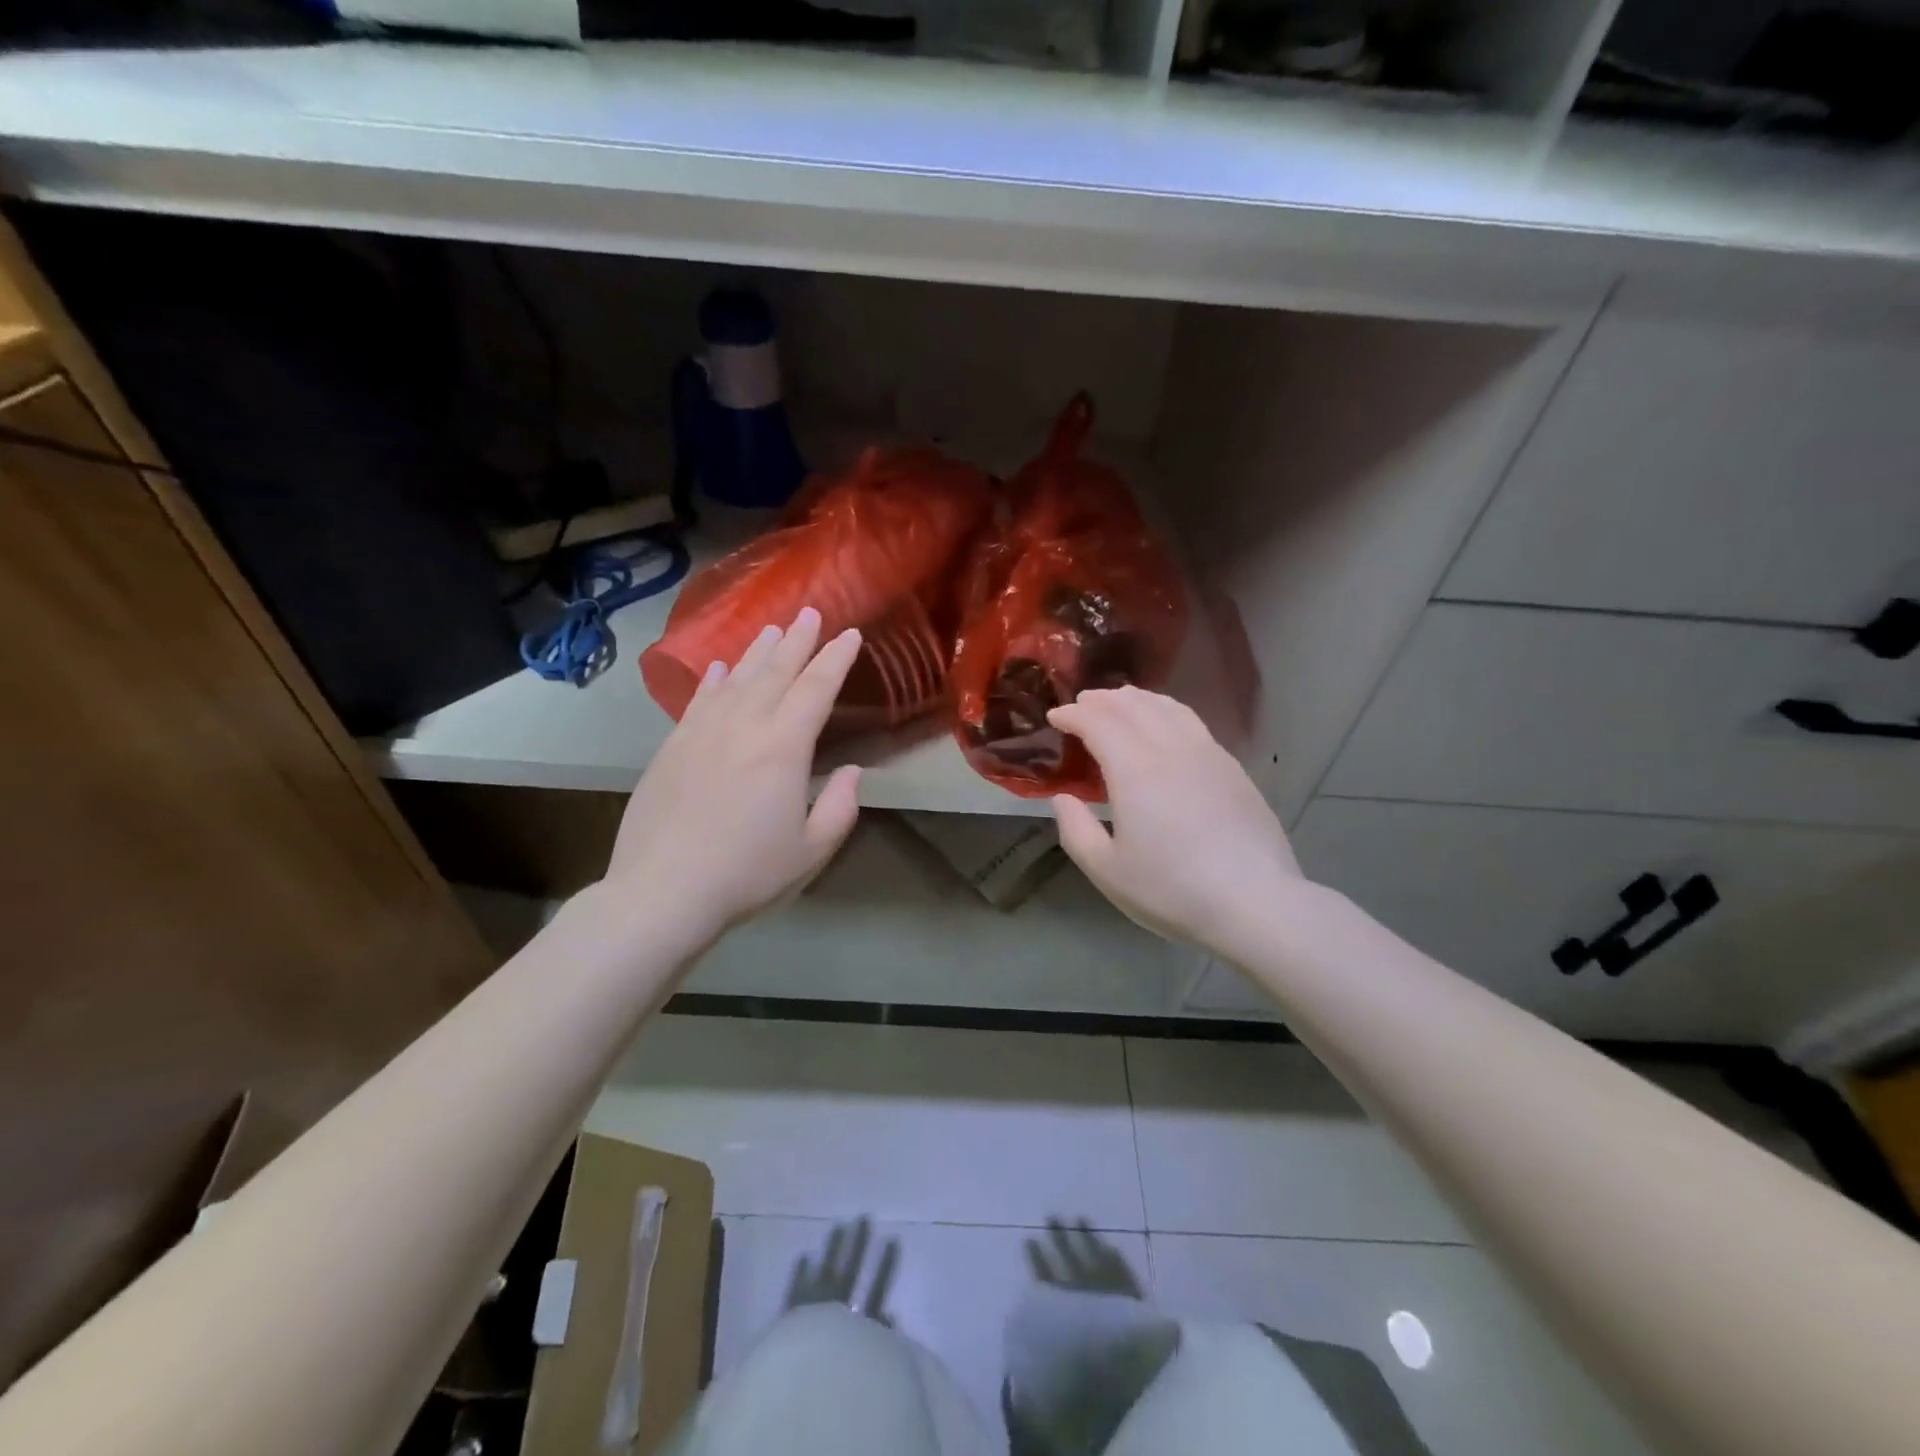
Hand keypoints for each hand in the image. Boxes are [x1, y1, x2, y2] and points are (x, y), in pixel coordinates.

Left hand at [602, 607, 862, 945]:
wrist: (662, 890)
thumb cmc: (746, 873)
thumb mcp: (811, 850)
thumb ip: (840, 807)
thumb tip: (850, 771)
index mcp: (783, 747)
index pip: (816, 689)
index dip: (835, 659)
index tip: (849, 635)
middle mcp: (743, 726)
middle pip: (775, 672)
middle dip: (798, 641)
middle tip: (812, 614)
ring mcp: (702, 732)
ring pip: (736, 679)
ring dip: (757, 652)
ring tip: (773, 629)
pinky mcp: (672, 746)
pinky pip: (699, 700)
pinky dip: (713, 680)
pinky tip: (719, 669)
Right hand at [1047, 686, 1302, 951]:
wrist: (1255, 902)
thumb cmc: (1172, 890)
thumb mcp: (1107, 871)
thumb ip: (1076, 830)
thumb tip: (1063, 798)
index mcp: (1135, 770)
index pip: (1098, 722)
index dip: (1073, 714)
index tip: (1056, 716)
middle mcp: (1171, 749)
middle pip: (1133, 706)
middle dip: (1102, 700)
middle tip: (1082, 704)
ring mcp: (1207, 754)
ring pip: (1167, 708)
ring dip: (1137, 699)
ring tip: (1120, 702)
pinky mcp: (1232, 768)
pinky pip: (1191, 722)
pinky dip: (1167, 711)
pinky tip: (1165, 725)